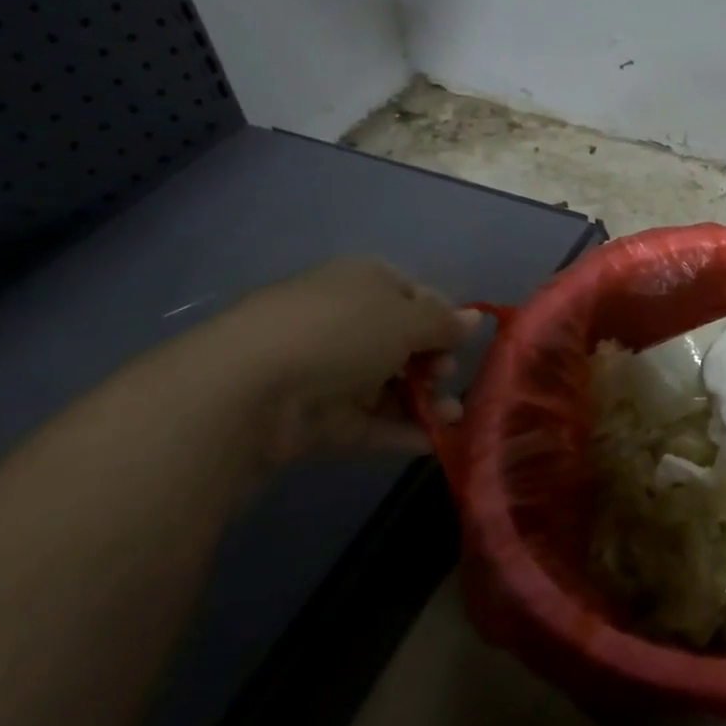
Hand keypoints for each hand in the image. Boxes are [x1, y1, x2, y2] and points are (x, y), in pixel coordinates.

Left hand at [202, 257, 480, 467]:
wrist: (250, 390)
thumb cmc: (341, 332)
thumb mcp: (406, 318)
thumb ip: (445, 323)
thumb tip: (475, 319)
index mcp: (362, 282)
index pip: (413, 295)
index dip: (442, 318)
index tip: (462, 342)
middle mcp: (344, 321)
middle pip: (402, 343)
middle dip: (434, 362)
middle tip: (446, 376)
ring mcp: (328, 371)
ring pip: (387, 385)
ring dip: (424, 401)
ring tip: (453, 417)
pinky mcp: (316, 418)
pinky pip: (368, 422)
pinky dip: (400, 431)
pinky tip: (434, 443)